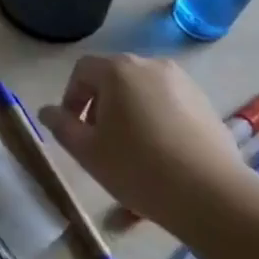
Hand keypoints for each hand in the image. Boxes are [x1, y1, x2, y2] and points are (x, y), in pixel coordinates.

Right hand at [37, 56, 244, 230]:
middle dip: (100, 105)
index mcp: (118, 70)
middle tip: (99, 140)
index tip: (72, 128)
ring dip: (129, 112)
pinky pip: (168, 103)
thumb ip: (62, 126)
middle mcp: (150, 65)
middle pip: (113, 77)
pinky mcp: (205, 102)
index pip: (82, 71)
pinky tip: (161, 153)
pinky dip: (156, 119)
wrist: (211, 194)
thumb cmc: (138, 167)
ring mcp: (182, 82)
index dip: (71, 98)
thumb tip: (47, 111)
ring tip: (131, 149)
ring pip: (142, 91)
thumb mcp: (87, 151)